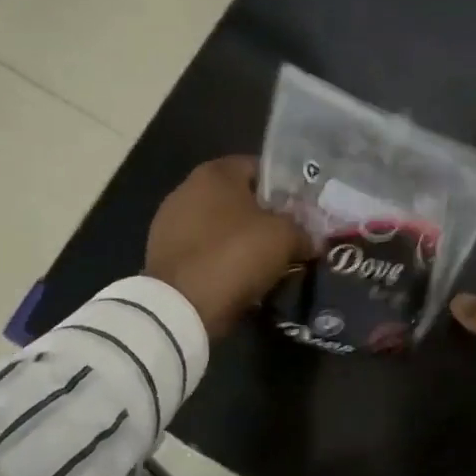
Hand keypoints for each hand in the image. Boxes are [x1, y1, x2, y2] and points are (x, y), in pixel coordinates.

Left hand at [145, 157, 312, 338]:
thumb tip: (312, 240)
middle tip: (291, 236)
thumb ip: (304, 231)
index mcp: (216, 172)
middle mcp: (187, 188)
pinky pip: (206, 249)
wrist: (180, 308)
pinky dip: (223, 259)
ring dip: (244, 239)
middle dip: (266, 216)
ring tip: (269, 261)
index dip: (287, 187)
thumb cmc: (235, 255)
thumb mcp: (286, 238)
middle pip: (240, 197)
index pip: (261, 168)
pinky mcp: (163, 254)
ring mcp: (170, 222)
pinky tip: (241, 277)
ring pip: (222, 225)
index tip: (304, 210)